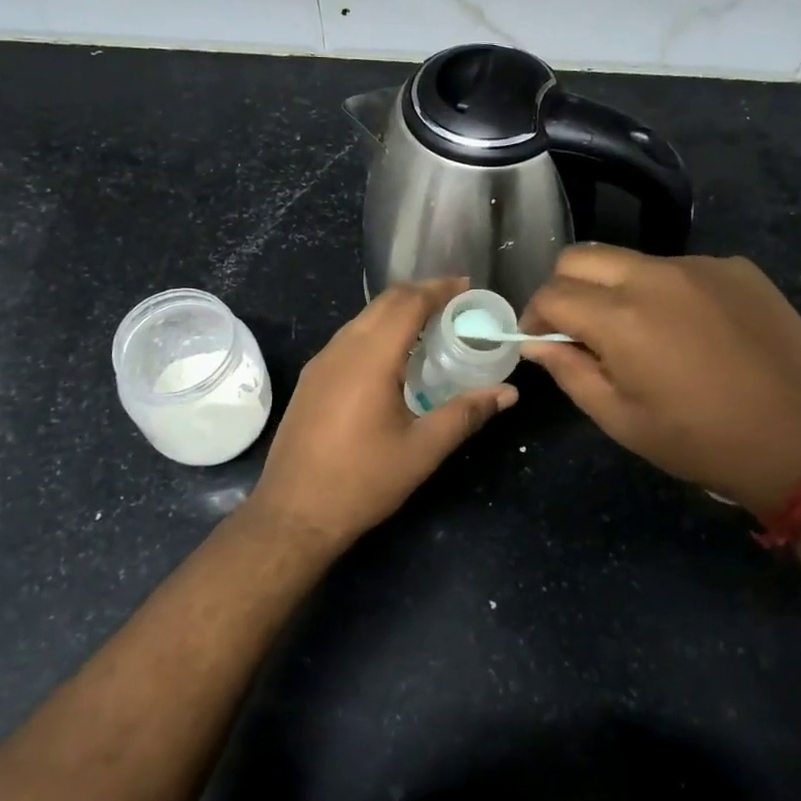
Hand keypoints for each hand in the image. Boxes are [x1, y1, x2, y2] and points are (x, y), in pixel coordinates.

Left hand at [247, 279, 517, 548]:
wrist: (293, 513)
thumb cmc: (362, 481)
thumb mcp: (422, 450)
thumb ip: (466, 414)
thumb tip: (508, 392)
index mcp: (370, 358)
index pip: (408, 303)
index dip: (439, 289)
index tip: (467, 287)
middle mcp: (342, 349)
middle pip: (384, 303)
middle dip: (420, 294)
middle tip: (455, 303)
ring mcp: (321, 363)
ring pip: (363, 318)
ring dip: (396, 312)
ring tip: (430, 326)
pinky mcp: (311, 379)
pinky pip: (349, 338)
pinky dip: (377, 331)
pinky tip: (394, 356)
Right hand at [520, 248, 800, 516]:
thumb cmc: (700, 441)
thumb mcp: (620, 419)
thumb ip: (569, 371)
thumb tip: (538, 343)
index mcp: (619, 317)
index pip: (551, 293)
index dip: (533, 316)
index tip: (539, 340)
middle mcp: (654, 276)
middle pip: (582, 256)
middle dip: (566, 287)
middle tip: (579, 327)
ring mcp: (700, 266)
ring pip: (632, 260)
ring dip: (617, 289)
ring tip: (641, 332)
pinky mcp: (737, 268)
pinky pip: (681, 269)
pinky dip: (667, 292)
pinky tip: (692, 330)